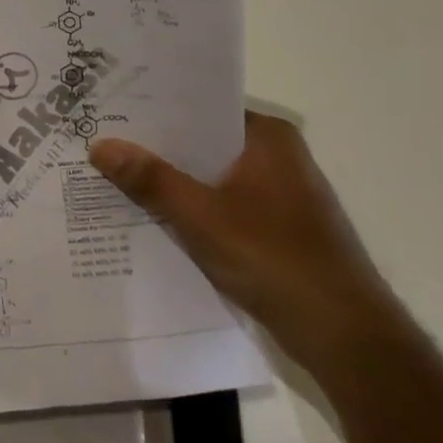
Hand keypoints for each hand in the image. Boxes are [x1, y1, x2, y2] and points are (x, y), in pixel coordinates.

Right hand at [88, 113, 403, 371]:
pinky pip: (218, 204)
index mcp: (267, 138)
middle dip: (154, 147)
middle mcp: (275, 157)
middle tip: (98, 140)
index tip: (109, 107)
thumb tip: (100, 145)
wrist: (344, 336)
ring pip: (207, 176)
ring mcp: (277, 194)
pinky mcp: (274, 229)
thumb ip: (150, 180)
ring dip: (168, 180)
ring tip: (110, 174)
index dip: (154, 108)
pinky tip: (148, 215)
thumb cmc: (275, 259)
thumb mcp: (201, 216)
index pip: (200, 107)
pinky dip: (188, 208)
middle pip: (201, 142)